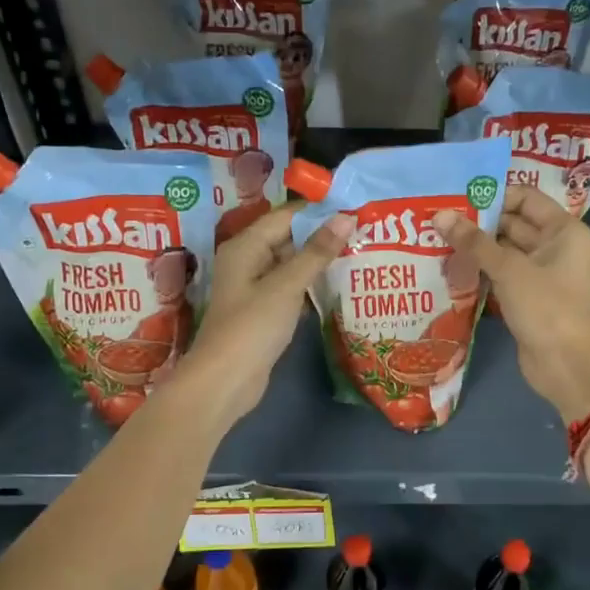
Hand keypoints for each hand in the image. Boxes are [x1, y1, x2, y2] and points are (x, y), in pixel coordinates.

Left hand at [176, 205, 352, 426]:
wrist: (225, 382)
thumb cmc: (252, 327)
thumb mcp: (287, 285)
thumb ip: (317, 252)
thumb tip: (345, 217)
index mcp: (245, 246)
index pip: (286, 216)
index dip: (319, 211)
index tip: (355, 208)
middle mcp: (247, 261)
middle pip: (288, 238)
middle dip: (323, 235)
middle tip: (364, 231)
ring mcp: (254, 288)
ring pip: (291, 265)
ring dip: (320, 261)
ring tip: (359, 253)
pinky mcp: (263, 311)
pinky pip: (290, 288)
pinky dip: (311, 285)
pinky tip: (340, 286)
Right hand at [434, 189, 589, 422]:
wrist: (565, 365)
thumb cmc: (546, 307)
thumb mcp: (509, 269)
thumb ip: (473, 241)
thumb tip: (439, 215)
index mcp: (562, 230)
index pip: (524, 198)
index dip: (492, 196)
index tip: (455, 198)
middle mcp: (553, 246)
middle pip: (511, 223)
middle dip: (477, 223)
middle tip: (437, 219)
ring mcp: (539, 273)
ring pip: (502, 251)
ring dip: (474, 248)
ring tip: (435, 240)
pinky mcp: (526, 296)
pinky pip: (499, 274)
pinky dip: (479, 271)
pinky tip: (448, 268)